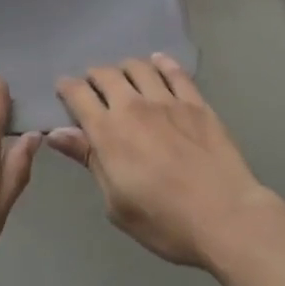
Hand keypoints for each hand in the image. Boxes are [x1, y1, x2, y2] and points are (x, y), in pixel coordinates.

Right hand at [50, 54, 284, 268]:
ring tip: (125, 79)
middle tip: (94, 88)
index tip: (64, 91)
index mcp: (108, 132)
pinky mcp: (195, 102)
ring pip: (137, 67)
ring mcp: (167, 100)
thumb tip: (56, 133)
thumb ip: (89, 161)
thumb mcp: (117, 204)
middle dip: (94, 77)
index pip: (78, 94)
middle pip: (105, 74)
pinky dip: (161, 63)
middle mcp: (133, 106)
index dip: (66, 88)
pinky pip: (174, 71)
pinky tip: (157, 63)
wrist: (227, 218)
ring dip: (125, 69)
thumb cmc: (166, 222)